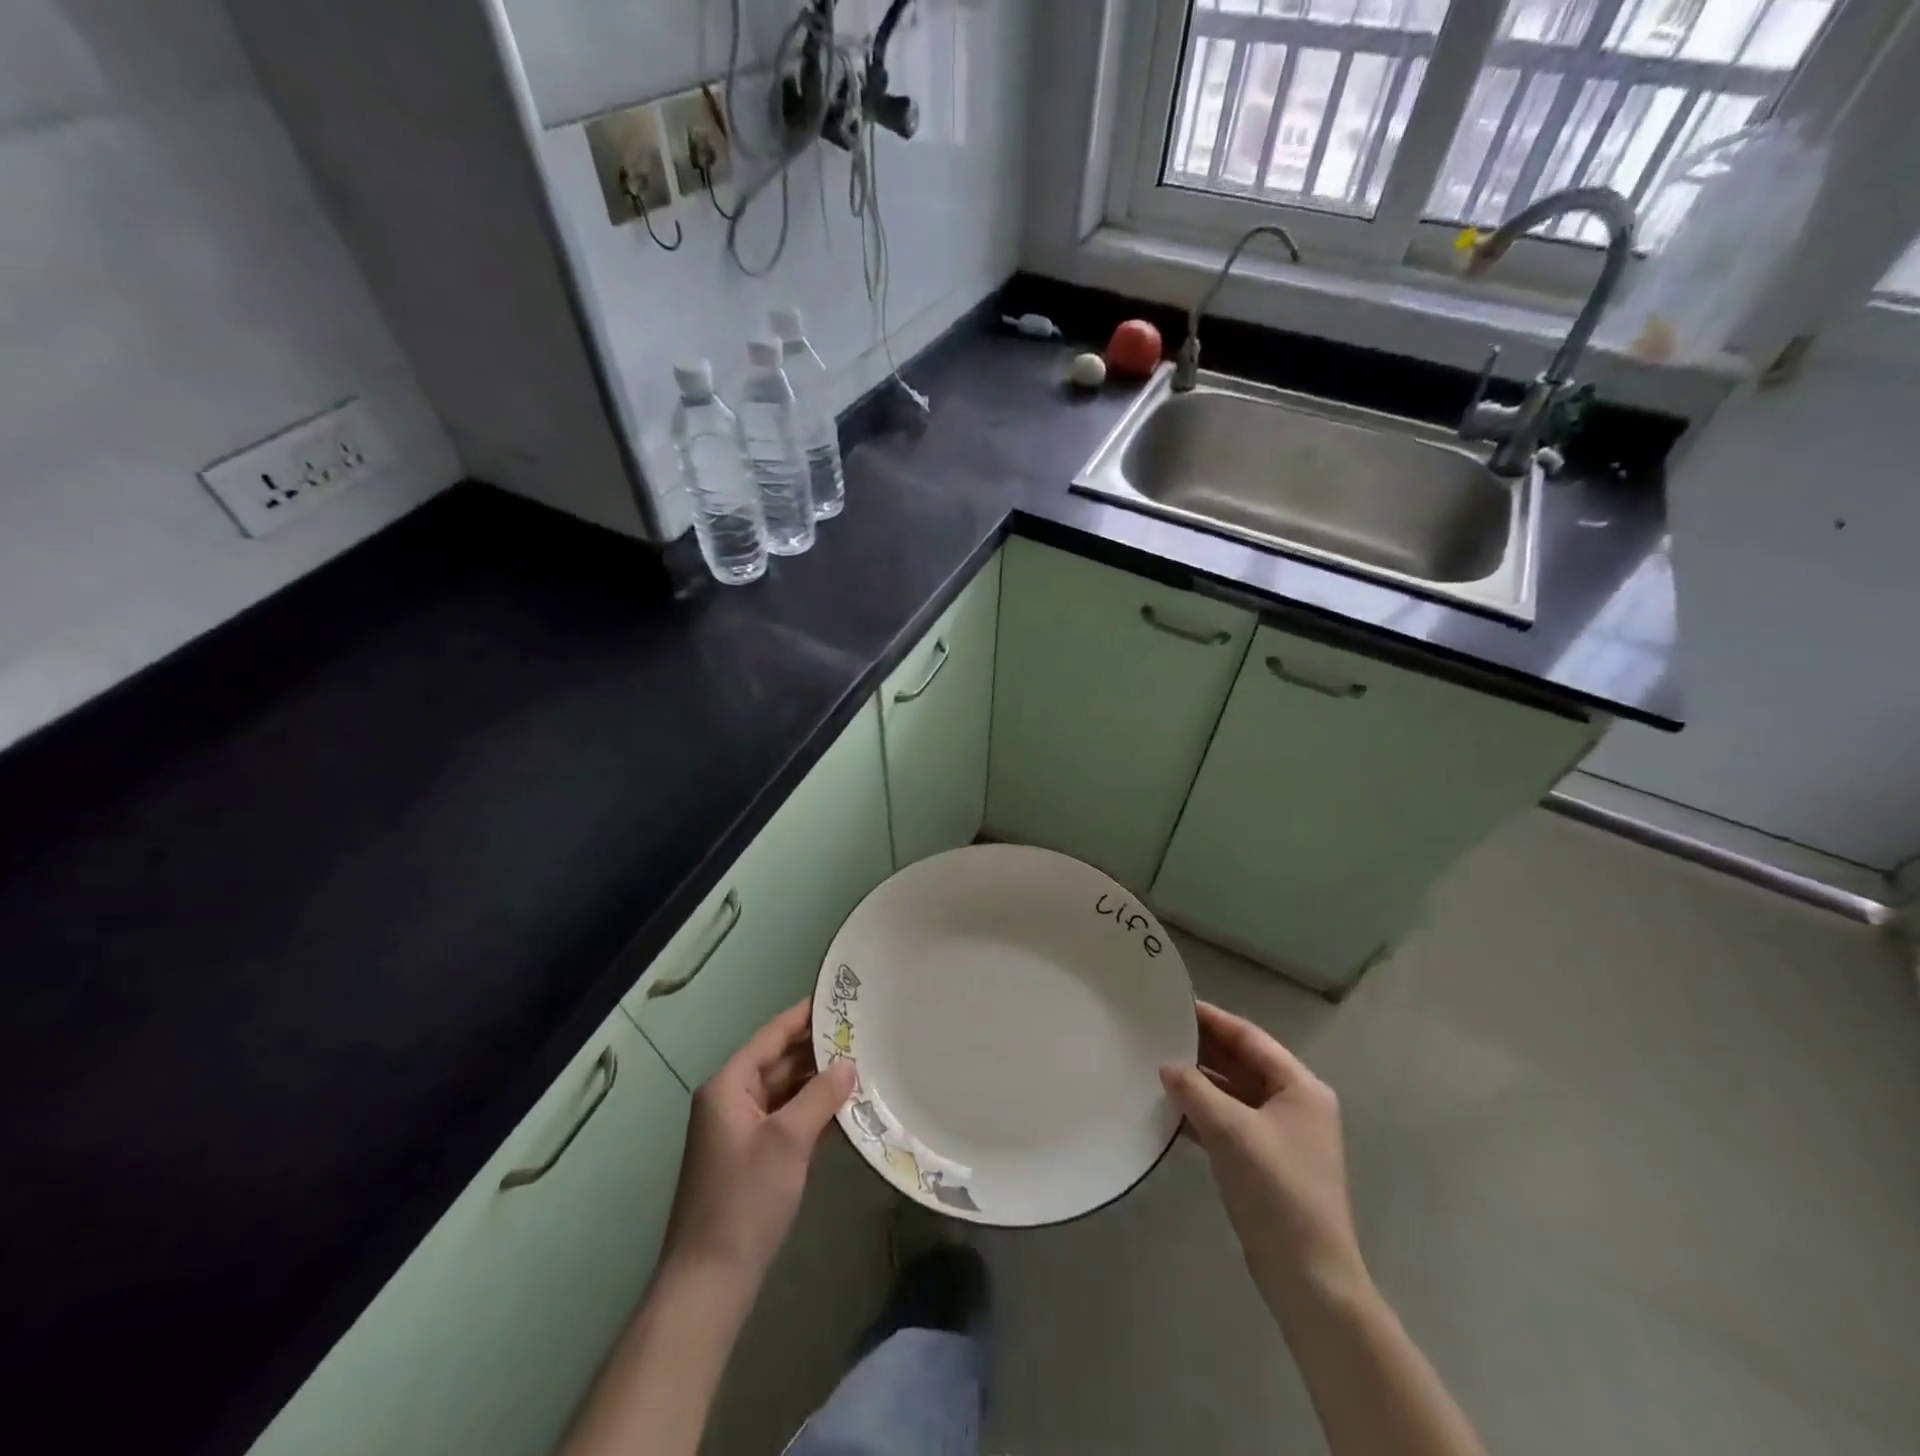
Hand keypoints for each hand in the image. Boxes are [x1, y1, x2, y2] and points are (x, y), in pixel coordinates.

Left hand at [660, 1000, 855, 1286]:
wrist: (709, 1282)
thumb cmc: (745, 1200)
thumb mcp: (788, 1140)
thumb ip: (820, 1096)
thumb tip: (848, 1064)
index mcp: (728, 1086)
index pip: (771, 1036)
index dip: (804, 1016)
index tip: (839, 998)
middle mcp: (731, 1101)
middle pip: (779, 1062)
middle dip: (817, 1050)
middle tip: (862, 1033)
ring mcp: (741, 1131)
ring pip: (785, 1092)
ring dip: (818, 1082)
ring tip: (862, 1064)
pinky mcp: (752, 1158)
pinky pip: (786, 1120)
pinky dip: (812, 1112)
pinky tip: (846, 1108)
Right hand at [1161, 1002, 1367, 1314]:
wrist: (1308, 1276)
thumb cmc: (1277, 1190)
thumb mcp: (1231, 1130)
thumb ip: (1195, 1090)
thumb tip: (1166, 1066)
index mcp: (1300, 1087)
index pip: (1249, 1038)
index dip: (1212, 1019)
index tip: (1174, 1005)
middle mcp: (1294, 1104)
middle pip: (1241, 1063)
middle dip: (1202, 1050)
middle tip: (1158, 1032)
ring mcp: (1279, 1134)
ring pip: (1232, 1092)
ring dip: (1199, 1082)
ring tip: (1156, 1065)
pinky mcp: (1264, 1161)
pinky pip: (1228, 1120)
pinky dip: (1201, 1112)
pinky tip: (1169, 1109)